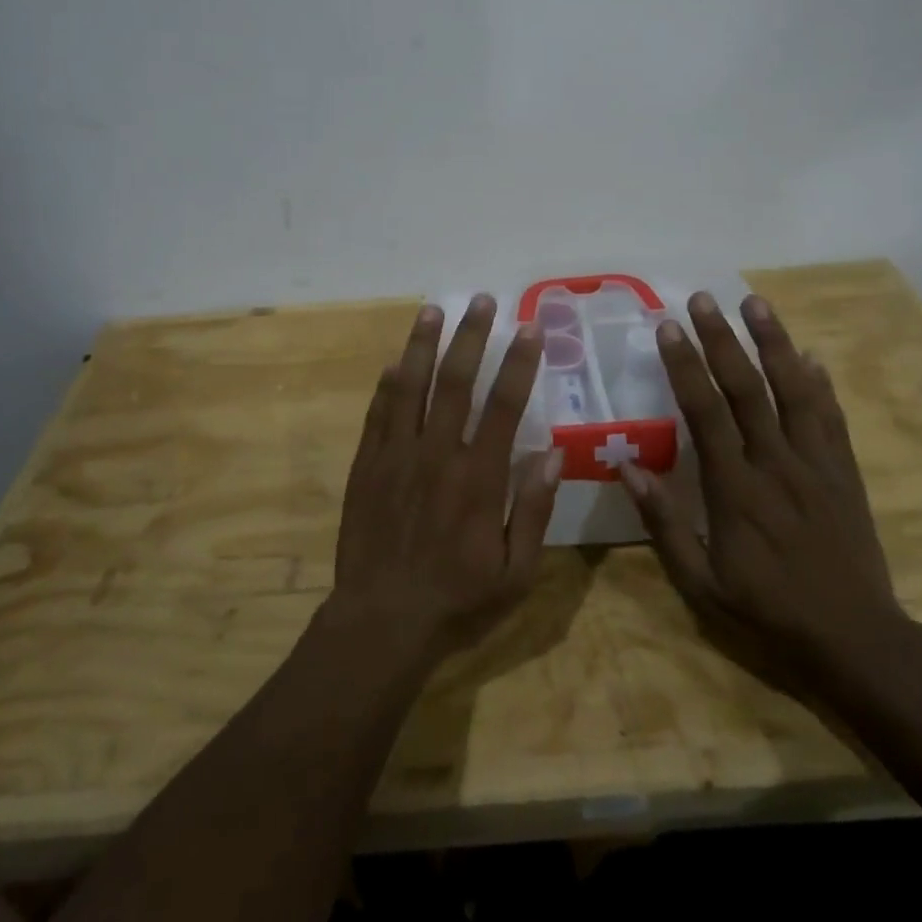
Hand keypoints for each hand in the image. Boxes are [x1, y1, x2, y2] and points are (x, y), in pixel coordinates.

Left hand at [330, 297, 562, 663]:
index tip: (529, 328)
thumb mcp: (516, 572)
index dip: (518, 362)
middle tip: (481, 300)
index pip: (504, 404)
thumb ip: (533, 509)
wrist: (382, 621)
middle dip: (471, 336)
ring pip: (410, 386)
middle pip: (455, 381)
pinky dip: (387, 386)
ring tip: (433, 310)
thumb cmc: (457, 599)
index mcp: (478, 477)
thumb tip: (553, 454)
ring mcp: (397, 456)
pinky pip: (378, 415)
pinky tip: (395, 363)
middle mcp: (437, 454)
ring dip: (423, 345)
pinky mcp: (367, 466)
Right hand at [618, 291, 910, 703]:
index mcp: (735, 488)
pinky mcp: (845, 474)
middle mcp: (775, 464)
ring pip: (794, 391)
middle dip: (722, 339)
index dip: (685, 366)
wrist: (858, 642)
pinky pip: (832, 418)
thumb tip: (627, 468)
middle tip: (703, 298)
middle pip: (746, 389)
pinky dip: (820, 384)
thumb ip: (664, 523)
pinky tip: (811, 355)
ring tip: (756, 303)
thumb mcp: (701, 583)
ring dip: (773, 344)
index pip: (705, 412)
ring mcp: (816, 465)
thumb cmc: (768, 613)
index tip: (669, 328)